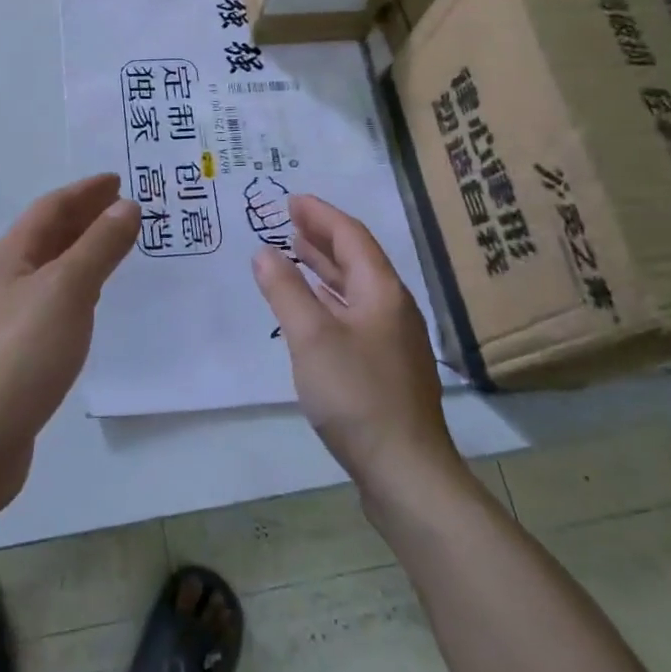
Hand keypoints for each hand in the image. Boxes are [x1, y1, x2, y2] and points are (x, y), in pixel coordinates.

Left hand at [0, 174, 138, 506]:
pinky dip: (79, 287)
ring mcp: (9, 318)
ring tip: (116, 246)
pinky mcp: (18, 352)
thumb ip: (99, 247)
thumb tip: (127, 206)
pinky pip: (55, 301)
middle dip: (85, 216)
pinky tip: (92, 301)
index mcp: (12, 257)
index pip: (50, 209)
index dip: (84, 191)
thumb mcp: (67, 289)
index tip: (118, 180)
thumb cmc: (22, 352)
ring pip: (52, 269)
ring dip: (83, 250)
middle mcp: (7, 280)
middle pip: (49, 236)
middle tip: (125, 207)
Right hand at [252, 194, 456, 491]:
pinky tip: (313, 309)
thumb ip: (285, 290)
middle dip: (323, 236)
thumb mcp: (311, 336)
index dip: (321, 215)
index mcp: (382, 291)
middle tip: (290, 220)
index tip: (292, 200)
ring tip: (296, 253)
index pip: (351, 236)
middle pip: (357, 259)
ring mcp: (392, 340)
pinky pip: (353, 314)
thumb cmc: (357, 394)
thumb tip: (264, 252)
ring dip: (325, 268)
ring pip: (355, 289)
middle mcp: (392, 308)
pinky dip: (329, 300)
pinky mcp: (386, 368)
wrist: (406, 471)